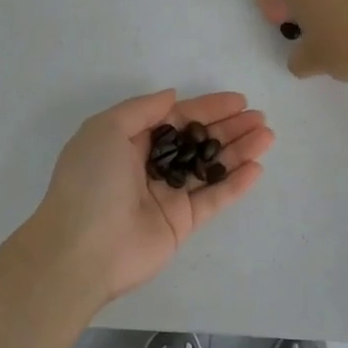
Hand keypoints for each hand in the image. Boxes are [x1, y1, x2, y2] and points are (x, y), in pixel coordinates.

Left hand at [34, 90, 273, 301]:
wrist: (81, 250)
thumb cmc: (90, 182)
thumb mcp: (106, 130)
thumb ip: (142, 109)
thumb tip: (172, 97)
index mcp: (130, 142)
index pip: (177, 118)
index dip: (207, 108)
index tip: (238, 100)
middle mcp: (151, 166)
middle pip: (198, 141)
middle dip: (229, 127)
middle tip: (260, 118)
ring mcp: (168, 195)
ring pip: (210, 167)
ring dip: (239, 151)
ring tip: (267, 136)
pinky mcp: (182, 223)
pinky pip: (213, 199)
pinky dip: (235, 184)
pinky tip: (257, 168)